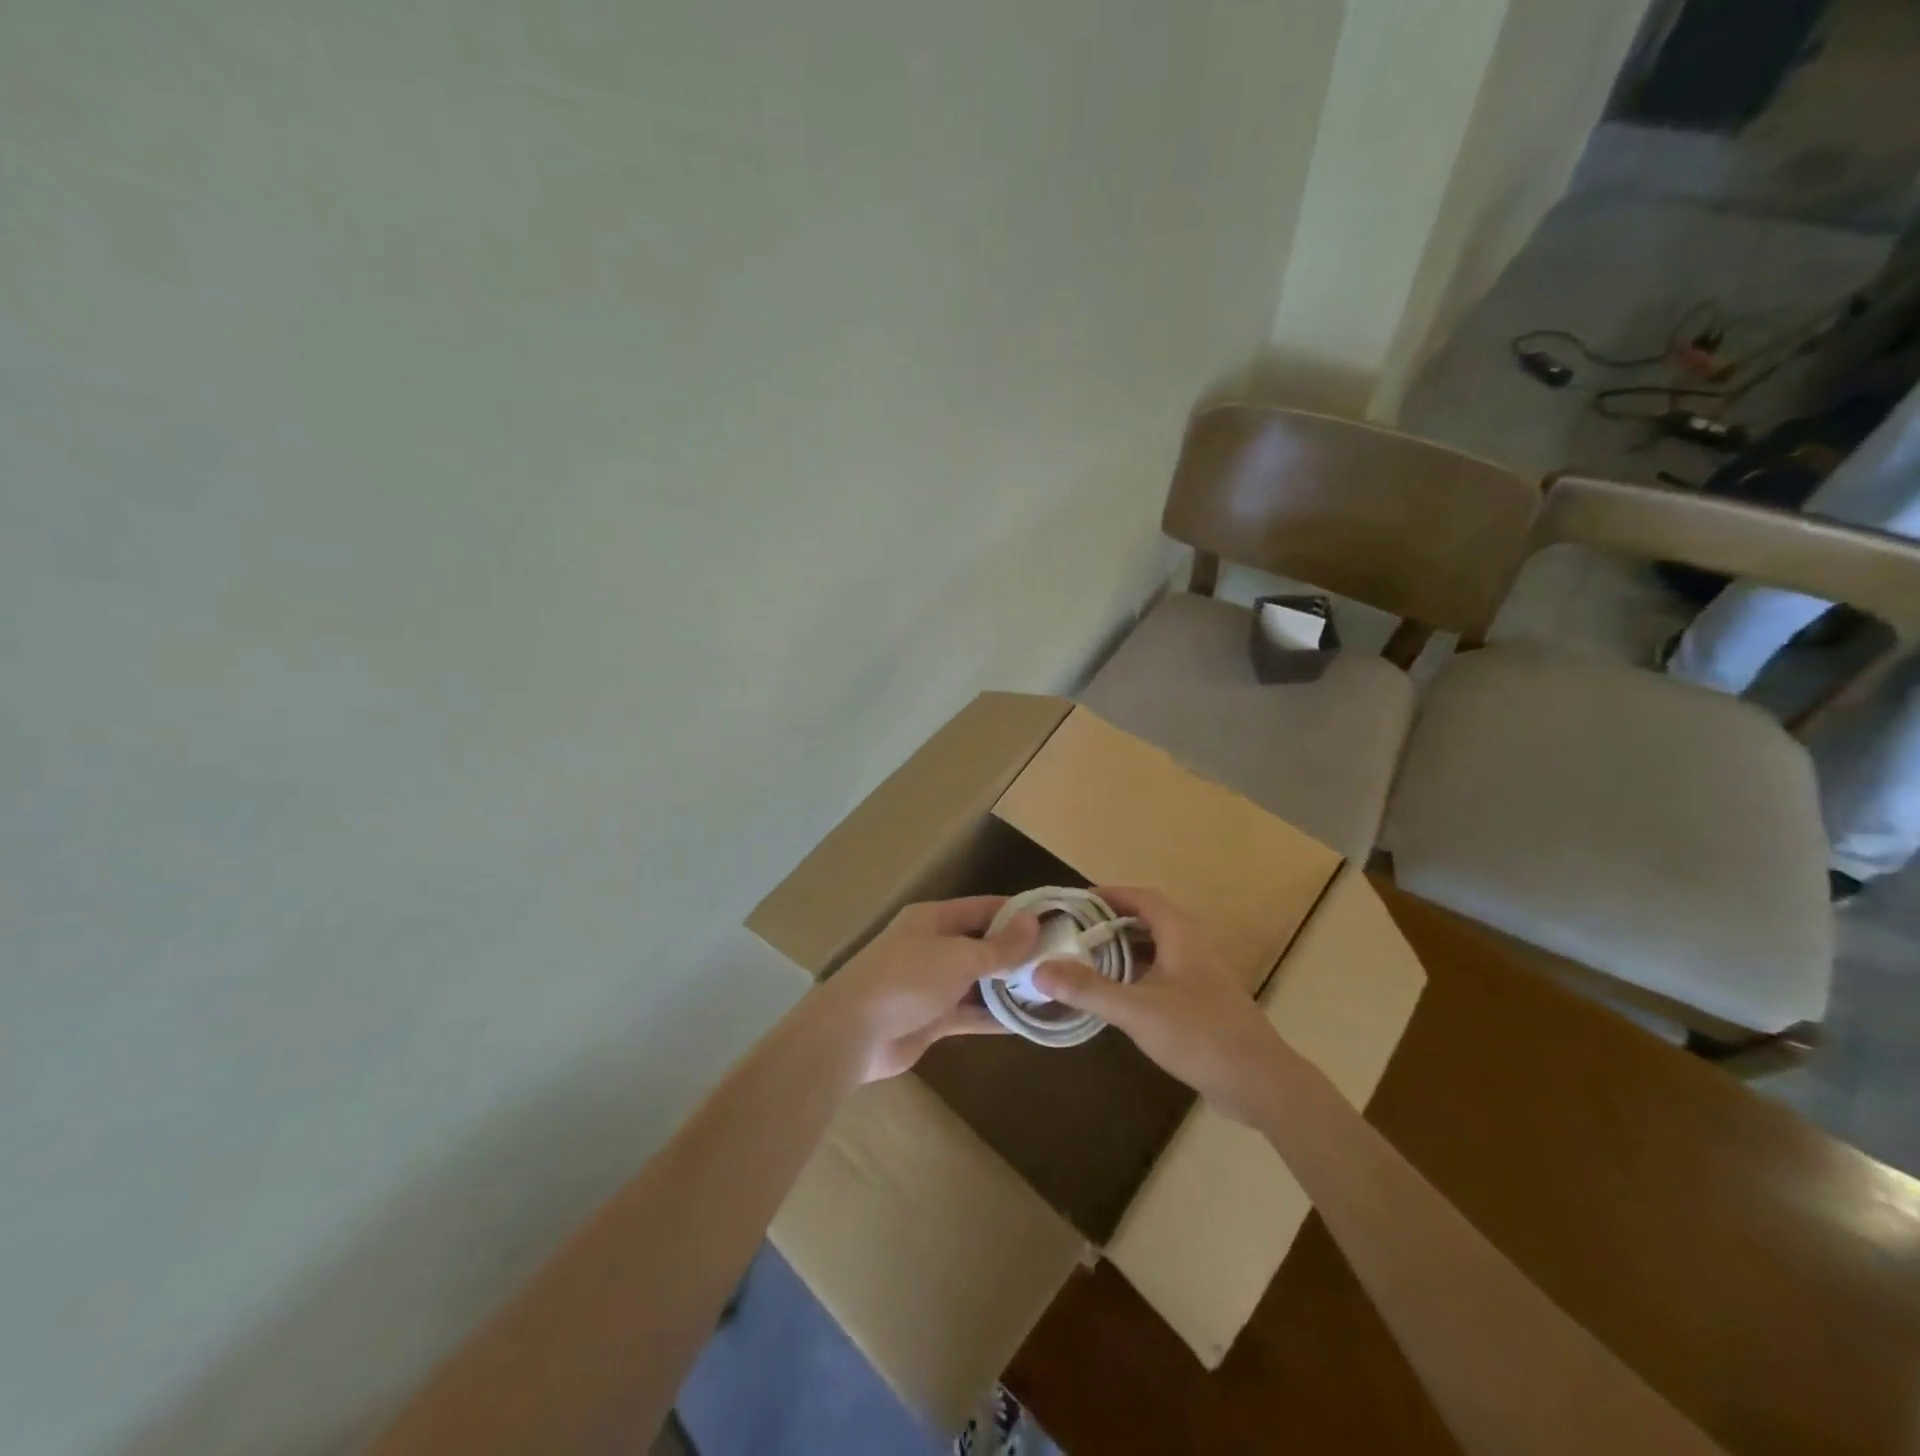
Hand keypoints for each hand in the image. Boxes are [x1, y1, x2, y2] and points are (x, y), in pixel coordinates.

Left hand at [811, 896, 1037, 1082]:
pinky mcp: (932, 1018)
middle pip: (982, 943)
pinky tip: (1028, 1022)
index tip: (1055, 918)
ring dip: (1008, 986)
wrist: (853, 1033)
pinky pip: (970, 1013)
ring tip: (1052, 990)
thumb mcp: (958, 957)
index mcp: (934, 919)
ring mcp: (932, 984)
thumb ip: (999, 946)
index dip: (1017, 911)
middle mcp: (934, 946)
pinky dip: (994, 1016)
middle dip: (1017, 952)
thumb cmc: (906, 980)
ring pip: (978, 981)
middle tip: (1062, 960)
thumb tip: (1033, 923)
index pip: (984, 907)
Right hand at [1033, 887, 1287, 1123]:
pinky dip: (1138, 973)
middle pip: (1149, 920)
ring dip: (1125, 949)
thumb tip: (1040, 969)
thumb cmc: (1199, 1035)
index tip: (1075, 902)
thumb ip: (1089, 990)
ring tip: (1088, 959)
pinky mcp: (1204, 1000)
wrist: (1260, 1082)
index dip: (1110, 894)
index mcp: (1181, 935)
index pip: (1142, 898)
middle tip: (1074, 931)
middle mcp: (1193, 946)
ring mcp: (1201, 974)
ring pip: (1157, 948)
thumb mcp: (1137, 1011)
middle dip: (1111, 922)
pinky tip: (1119, 995)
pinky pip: (1164, 972)